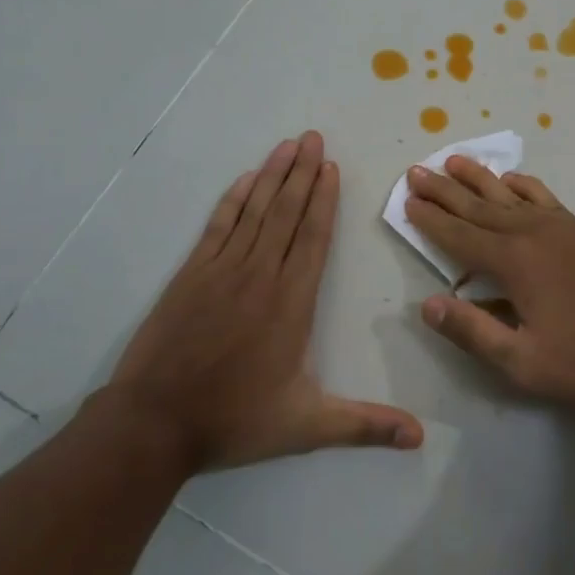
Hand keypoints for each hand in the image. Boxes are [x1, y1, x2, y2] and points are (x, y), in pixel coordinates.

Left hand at [110, 132, 422, 470]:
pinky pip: (218, 225)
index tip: (332, 167)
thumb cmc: (234, 420)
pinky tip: (245, 180)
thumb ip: (364, 425)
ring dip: (273, 176)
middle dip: (303, 173)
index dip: (325, 200)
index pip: (314, 238)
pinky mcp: (192, 274)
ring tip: (288, 145)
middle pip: (287, 213)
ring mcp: (222, 270)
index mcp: (291, 302)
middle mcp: (261, 274)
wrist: (155, 422)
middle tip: (314, 138)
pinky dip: (233, 200)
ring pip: (255, 211)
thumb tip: (420, 437)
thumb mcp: (306, 426)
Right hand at [403, 158, 574, 410]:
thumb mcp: (524, 361)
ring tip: (454, 160)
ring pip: (508, 194)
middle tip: (416, 171)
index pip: (458, 237)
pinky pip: (544, 197)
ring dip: (478, 178)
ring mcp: (561, 227)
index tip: (407, 201)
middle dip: (444, 191)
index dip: (430, 220)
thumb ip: (474, 331)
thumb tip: (428, 305)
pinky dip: (523, 185)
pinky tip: (514, 180)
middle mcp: (531, 233)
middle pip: (477, 207)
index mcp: (512, 262)